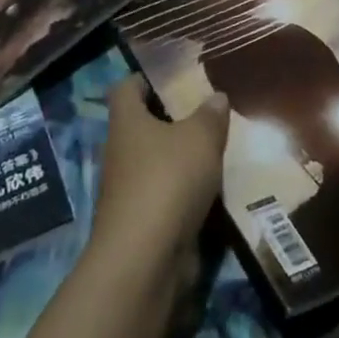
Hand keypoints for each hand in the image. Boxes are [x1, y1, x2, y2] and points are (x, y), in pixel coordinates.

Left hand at [87, 78, 228, 286]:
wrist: (145, 260)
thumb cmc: (167, 180)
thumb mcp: (200, 138)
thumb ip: (210, 115)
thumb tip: (216, 97)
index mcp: (127, 122)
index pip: (126, 88)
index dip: (145, 79)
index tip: (172, 77)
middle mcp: (121, 152)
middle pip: (142, 126)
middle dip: (171, 120)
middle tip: (207, 113)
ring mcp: (128, 191)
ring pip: (156, 163)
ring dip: (181, 159)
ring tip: (217, 150)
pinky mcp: (142, 223)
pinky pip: (166, 197)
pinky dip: (185, 192)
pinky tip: (213, 190)